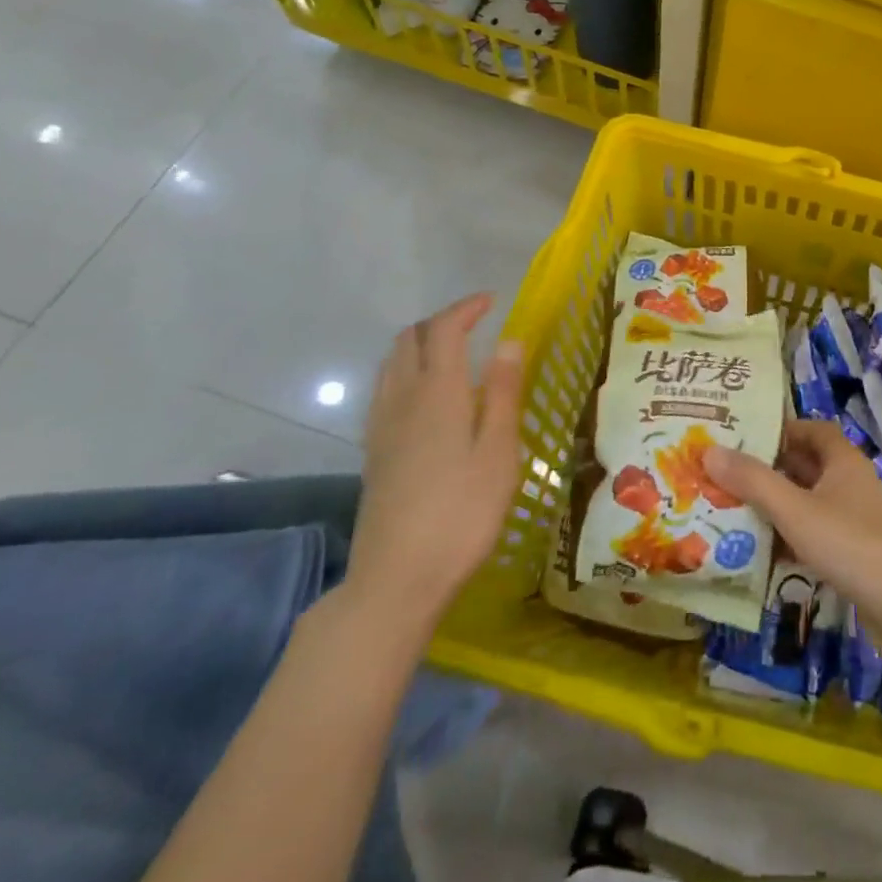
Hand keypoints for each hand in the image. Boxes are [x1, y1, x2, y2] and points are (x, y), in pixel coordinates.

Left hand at [345, 293, 523, 642]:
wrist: (396, 579)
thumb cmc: (461, 514)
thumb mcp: (498, 453)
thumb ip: (502, 393)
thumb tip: (508, 341)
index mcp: (437, 393)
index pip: (444, 330)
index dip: (466, 308)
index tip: (493, 301)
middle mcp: (402, 399)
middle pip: (409, 339)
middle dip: (441, 322)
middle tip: (475, 326)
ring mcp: (381, 426)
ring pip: (392, 363)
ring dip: (420, 345)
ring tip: (453, 354)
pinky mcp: (373, 451)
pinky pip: (385, 389)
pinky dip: (406, 371)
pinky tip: (428, 398)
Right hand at [703, 421, 881, 668]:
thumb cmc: (852, 545)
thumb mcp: (796, 510)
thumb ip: (753, 481)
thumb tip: (709, 450)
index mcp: (842, 460)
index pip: (810, 429)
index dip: (780, 428)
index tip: (742, 436)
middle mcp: (848, 483)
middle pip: (804, 466)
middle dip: (767, 469)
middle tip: (722, 474)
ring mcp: (852, 520)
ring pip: (806, 503)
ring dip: (774, 506)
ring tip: (729, 510)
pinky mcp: (851, 554)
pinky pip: (812, 535)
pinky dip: (787, 538)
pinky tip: (758, 553)